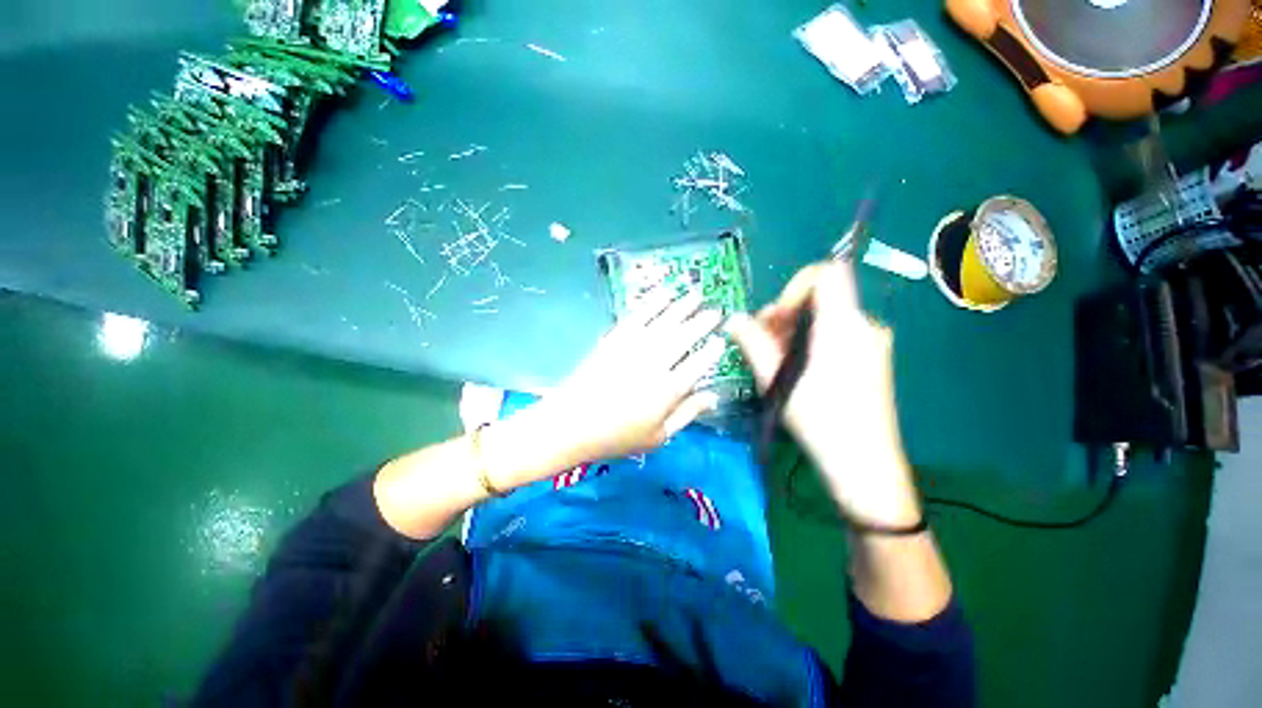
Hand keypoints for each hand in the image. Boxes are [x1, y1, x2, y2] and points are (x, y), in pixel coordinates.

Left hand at [535, 289, 726, 464]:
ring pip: (664, 321)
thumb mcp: (657, 436)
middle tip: (715, 310)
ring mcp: (633, 347)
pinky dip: (652, 302)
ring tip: (695, 293)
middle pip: (684, 337)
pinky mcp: (615, 338)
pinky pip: (638, 315)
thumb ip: (687, 414)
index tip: (721, 340)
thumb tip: (713, 396)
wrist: (571, 422)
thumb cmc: (616, 436)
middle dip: (702, 322)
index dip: (711, 351)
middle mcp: (654, 363)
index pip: (698, 364)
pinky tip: (663, 292)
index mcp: (667, 390)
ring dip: (682, 305)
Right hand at [727, 262, 920, 527]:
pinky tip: (798, 371)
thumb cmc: (820, 420)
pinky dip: (812, 344)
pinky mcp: (872, 361)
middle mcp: (864, 326)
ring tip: (776, 362)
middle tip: (764, 344)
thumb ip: (753, 343)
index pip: (827, 274)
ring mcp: (872, 344)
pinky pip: (837, 337)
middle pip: (822, 299)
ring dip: (796, 332)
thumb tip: (733, 320)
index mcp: (843, 325)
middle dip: (787, 316)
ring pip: (827, 320)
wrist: (865, 467)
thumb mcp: (777, 380)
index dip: (795, 287)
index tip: (776, 318)